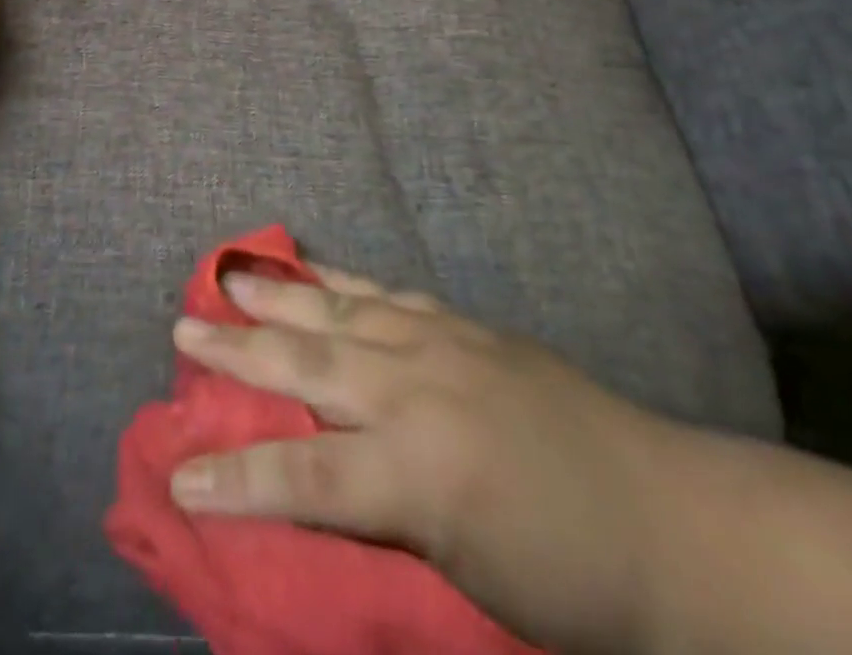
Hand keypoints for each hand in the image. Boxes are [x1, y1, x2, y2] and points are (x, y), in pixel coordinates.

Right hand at [168, 266, 682, 653]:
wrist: (673, 520)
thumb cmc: (570, 581)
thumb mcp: (465, 581)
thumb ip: (381, 525)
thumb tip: (309, 494)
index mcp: (418, 473)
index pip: (301, 475)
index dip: (233, 478)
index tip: (178, 475)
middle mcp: (416, 391)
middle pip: (305, 366)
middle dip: (237, 350)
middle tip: (182, 328)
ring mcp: (440, 343)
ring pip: (337, 312)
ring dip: (276, 295)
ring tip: (228, 273)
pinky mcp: (462, 324)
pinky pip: (384, 294)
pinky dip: (338, 282)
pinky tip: (313, 271)